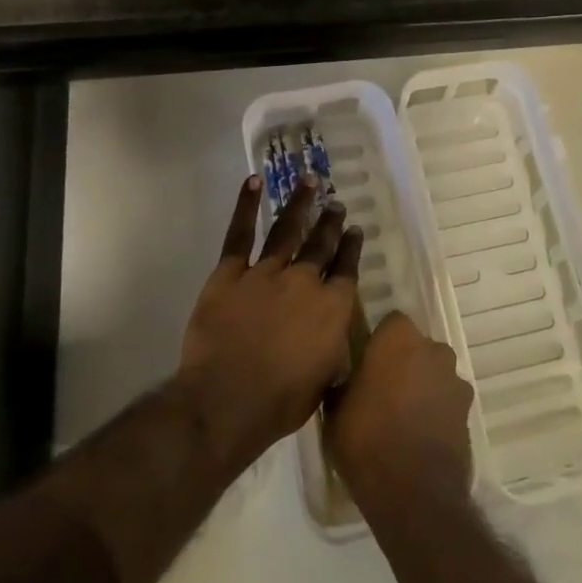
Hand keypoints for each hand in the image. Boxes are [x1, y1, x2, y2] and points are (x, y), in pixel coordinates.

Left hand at [177, 174, 362, 475]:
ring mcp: (266, 272)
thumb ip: (333, 349)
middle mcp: (304, 280)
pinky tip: (254, 181)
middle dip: (330, 222)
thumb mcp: (325, 380)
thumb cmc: (281, 402)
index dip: (351, 247)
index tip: (354, 230)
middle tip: (336, 203)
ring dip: (300, 203)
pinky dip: (247, 205)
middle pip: (321, 244)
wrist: (227, 400)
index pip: (346, 269)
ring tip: (310, 181)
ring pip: (288, 229)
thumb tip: (334, 336)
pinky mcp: (230, 272)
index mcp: (332, 307)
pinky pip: (240, 233)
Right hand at [326, 312, 473, 522]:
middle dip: (404, 362)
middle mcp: (433, 349)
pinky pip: (447, 401)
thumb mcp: (335, 409)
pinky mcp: (468, 412)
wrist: (413, 491)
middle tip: (382, 390)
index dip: (379, 341)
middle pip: (417, 347)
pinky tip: (419, 436)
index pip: (391, 323)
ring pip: (435, 373)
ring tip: (402, 418)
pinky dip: (436, 411)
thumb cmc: (366, 438)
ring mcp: (455, 380)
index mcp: (399, 338)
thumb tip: (346, 378)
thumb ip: (344, 382)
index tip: (366, 363)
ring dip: (423, 386)